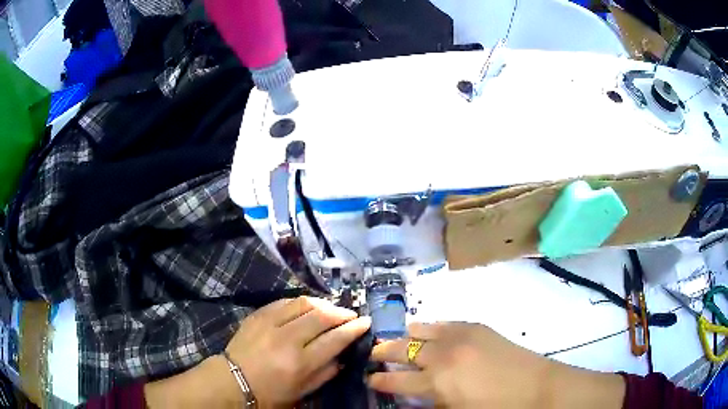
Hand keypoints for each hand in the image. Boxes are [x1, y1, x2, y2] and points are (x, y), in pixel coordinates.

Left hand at [145, 297, 369, 408]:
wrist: (233, 380)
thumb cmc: (270, 392)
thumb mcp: (303, 390)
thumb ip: (326, 372)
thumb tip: (343, 355)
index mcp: (300, 362)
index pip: (335, 339)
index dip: (354, 328)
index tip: (365, 322)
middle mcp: (287, 339)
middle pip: (322, 316)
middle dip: (342, 312)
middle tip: (350, 314)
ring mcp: (270, 323)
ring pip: (304, 303)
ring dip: (323, 303)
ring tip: (331, 309)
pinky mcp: (258, 315)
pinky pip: (284, 301)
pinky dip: (300, 302)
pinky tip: (306, 307)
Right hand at [369, 322, 624, 408]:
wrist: (536, 386)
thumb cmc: (495, 408)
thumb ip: (429, 403)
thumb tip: (412, 396)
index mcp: (437, 382)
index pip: (395, 381)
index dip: (379, 380)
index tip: (369, 378)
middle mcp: (442, 355)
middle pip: (401, 349)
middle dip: (383, 352)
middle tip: (374, 354)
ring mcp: (459, 336)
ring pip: (420, 329)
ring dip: (405, 336)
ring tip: (397, 340)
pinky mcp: (475, 326)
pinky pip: (444, 323)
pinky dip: (430, 327)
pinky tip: (429, 332)